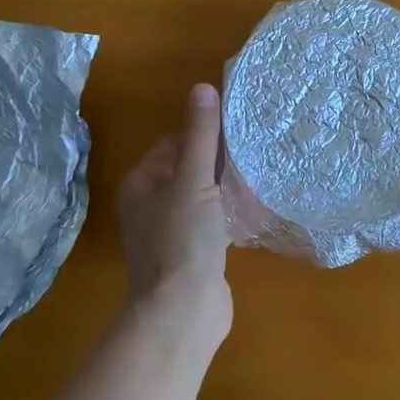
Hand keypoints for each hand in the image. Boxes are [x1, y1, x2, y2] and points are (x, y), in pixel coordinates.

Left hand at [116, 84, 231, 335]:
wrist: (183, 312)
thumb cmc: (183, 239)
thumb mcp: (194, 180)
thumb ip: (201, 136)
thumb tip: (202, 88)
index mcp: (141, 184)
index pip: (174, 143)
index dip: (204, 136)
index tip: (236, 133)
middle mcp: (150, 206)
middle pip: (188, 169)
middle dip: (219, 162)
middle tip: (253, 153)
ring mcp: (170, 233)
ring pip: (201, 196)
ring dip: (226, 188)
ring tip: (258, 176)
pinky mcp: (191, 255)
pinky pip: (212, 222)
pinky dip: (229, 214)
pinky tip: (253, 211)